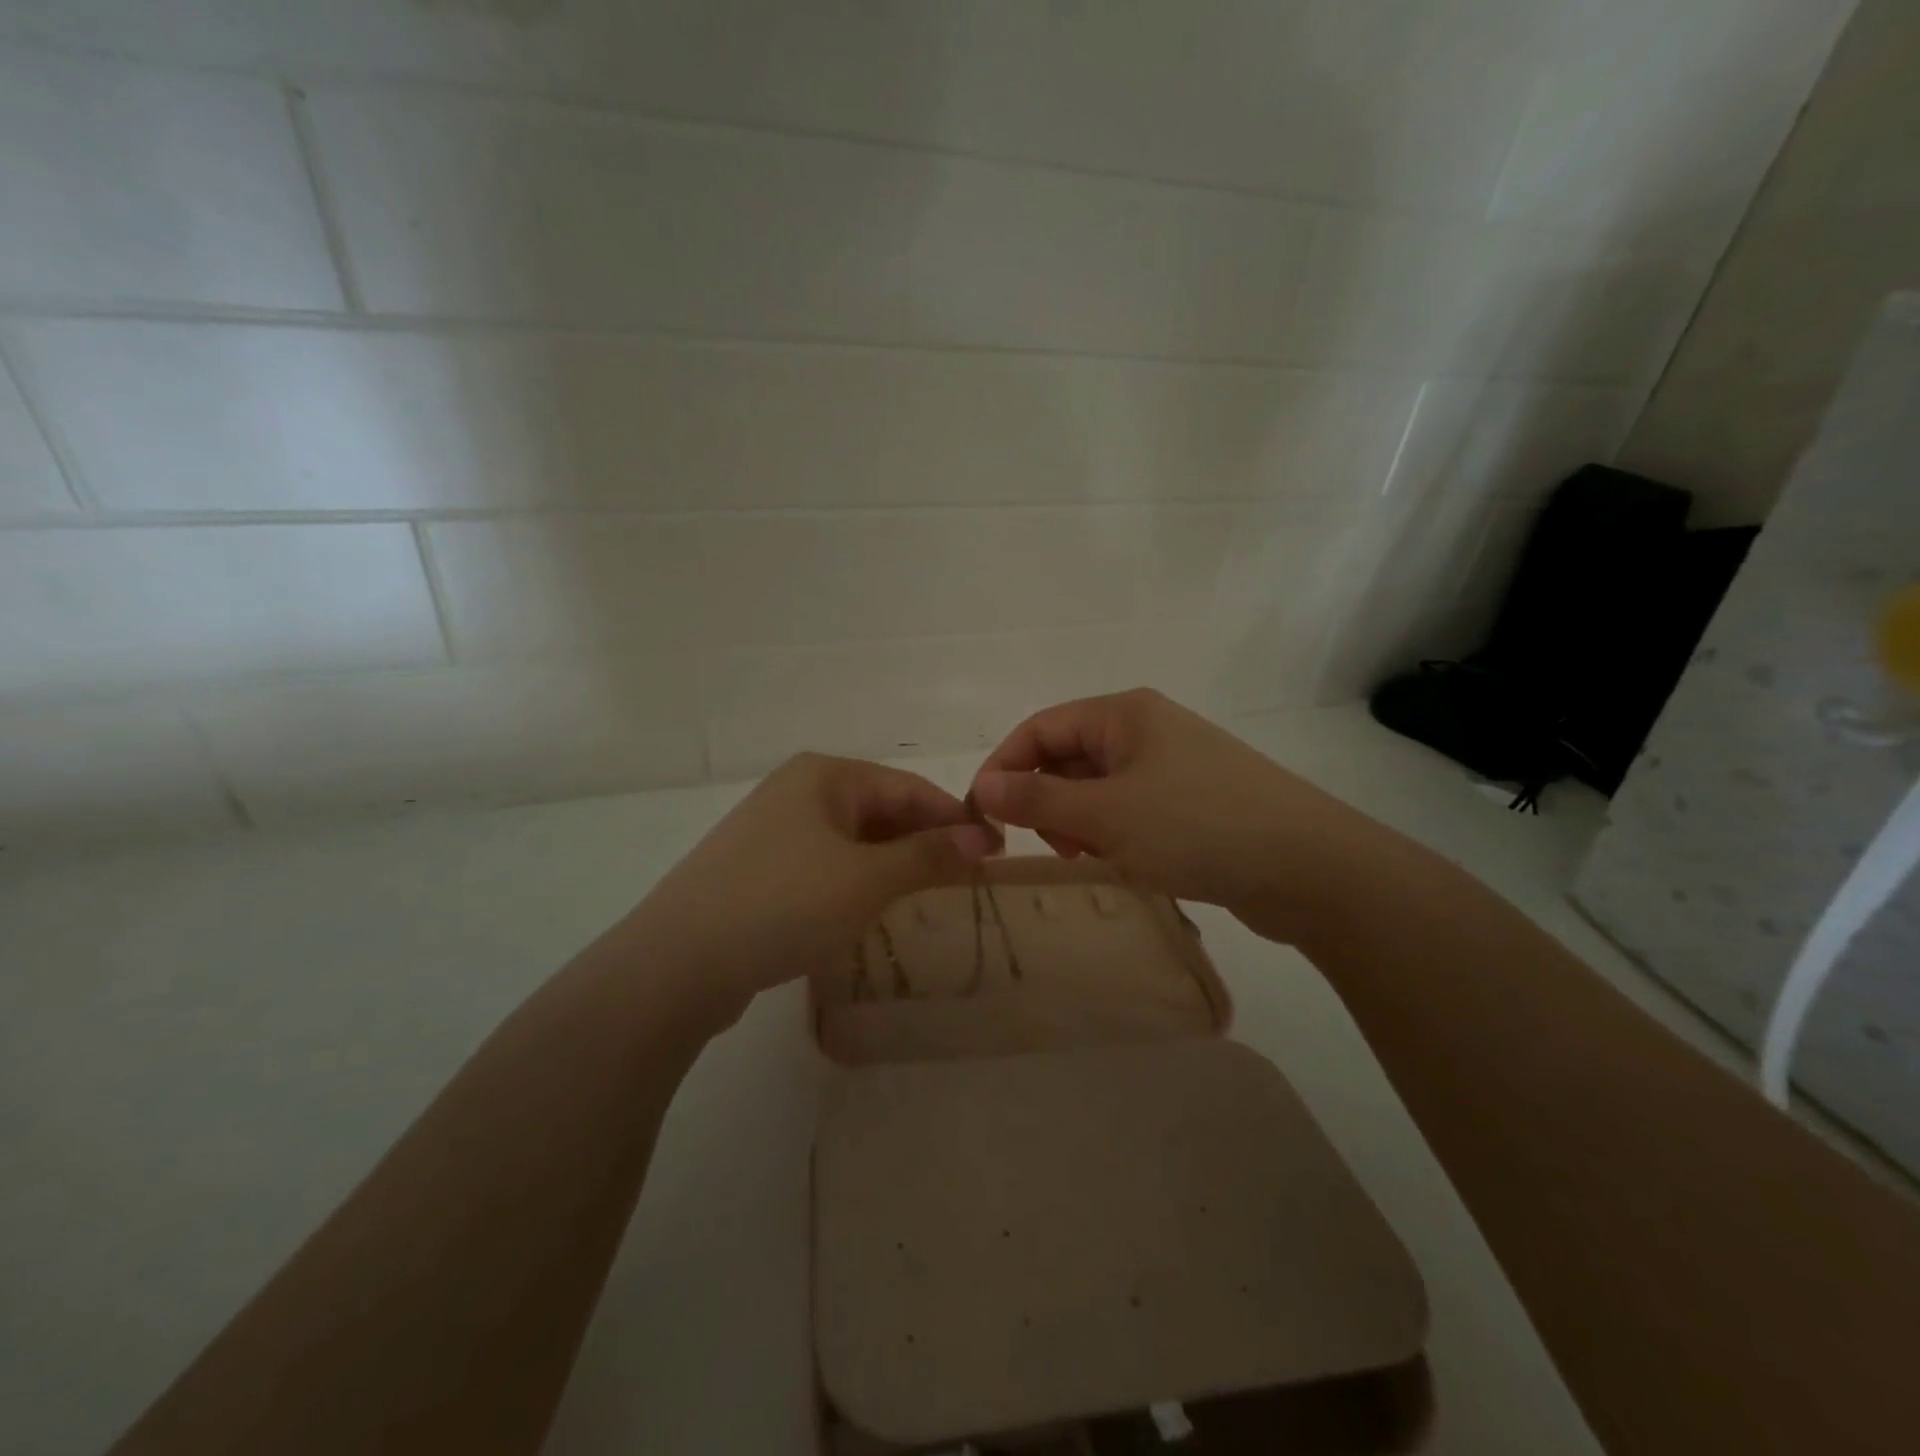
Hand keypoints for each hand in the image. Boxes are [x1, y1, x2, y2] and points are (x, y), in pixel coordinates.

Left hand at [624, 753, 1000, 1016]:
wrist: (677, 963)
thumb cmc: (784, 903)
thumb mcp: (867, 879)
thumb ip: (928, 854)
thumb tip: (983, 838)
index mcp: (825, 776)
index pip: (909, 788)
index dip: (956, 818)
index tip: (997, 851)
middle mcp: (798, 791)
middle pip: (881, 810)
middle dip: (925, 841)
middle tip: (969, 878)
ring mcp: (773, 831)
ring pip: (854, 840)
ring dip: (894, 863)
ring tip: (931, 893)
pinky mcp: (759, 870)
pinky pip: (826, 865)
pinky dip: (858, 880)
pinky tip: (872, 907)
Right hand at [969, 689, 1384, 943]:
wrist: (1310, 868)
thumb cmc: (1197, 827)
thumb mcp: (1106, 815)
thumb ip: (1039, 800)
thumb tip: (984, 788)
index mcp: (1125, 714)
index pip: (1042, 727)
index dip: (1006, 766)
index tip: (984, 813)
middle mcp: (1148, 729)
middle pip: (1070, 756)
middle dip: (1048, 799)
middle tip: (1054, 845)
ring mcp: (1175, 766)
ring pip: (1100, 787)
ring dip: (1081, 821)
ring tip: (1093, 857)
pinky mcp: (1194, 802)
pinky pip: (1132, 809)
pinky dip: (1115, 833)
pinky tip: (1126, 862)